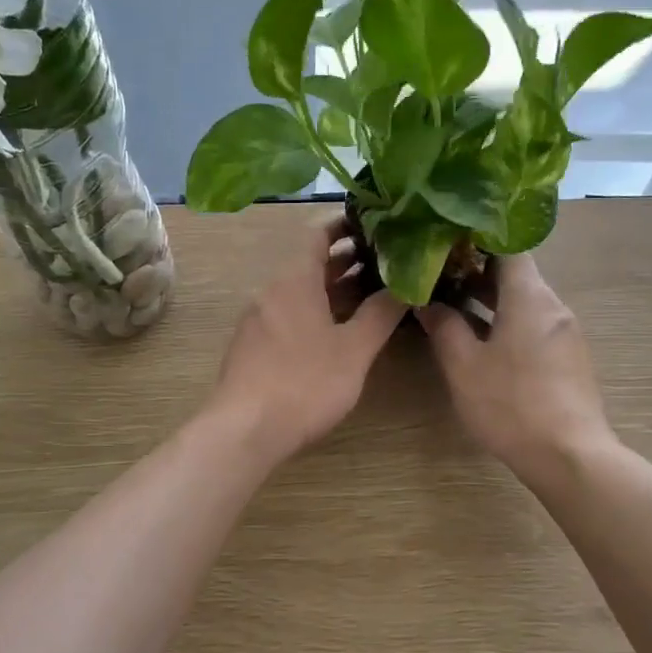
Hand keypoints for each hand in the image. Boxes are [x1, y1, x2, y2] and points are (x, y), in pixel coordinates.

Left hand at [206, 217, 406, 461]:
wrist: (245, 430)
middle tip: (387, 258)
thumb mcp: (354, 349)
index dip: (346, 222)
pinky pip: (290, 312)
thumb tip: (406, 285)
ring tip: (373, 291)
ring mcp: (259, 318)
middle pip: (311, 262)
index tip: (377, 222)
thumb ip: (381, 314)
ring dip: (335, 287)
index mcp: (294, 279)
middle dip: (348, 258)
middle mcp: (272, 290)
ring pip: (301, 290)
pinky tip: (340, 328)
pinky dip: (317, 310)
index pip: (317, 233)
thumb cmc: (305, 383)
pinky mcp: (254, 345)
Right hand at [418, 254, 612, 477]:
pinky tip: (483, 340)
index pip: (509, 246)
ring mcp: (565, 333)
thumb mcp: (464, 366)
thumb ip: (444, 327)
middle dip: (477, 271)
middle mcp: (553, 306)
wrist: (569, 456)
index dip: (478, 238)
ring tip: (453, 305)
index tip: (446, 242)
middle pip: (517, 273)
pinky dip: (508, 321)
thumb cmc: (511, 404)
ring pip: (525, 301)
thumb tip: (427, 302)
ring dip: (491, 299)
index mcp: (530, 297)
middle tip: (439, 274)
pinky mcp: (569, 358)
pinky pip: (535, 324)